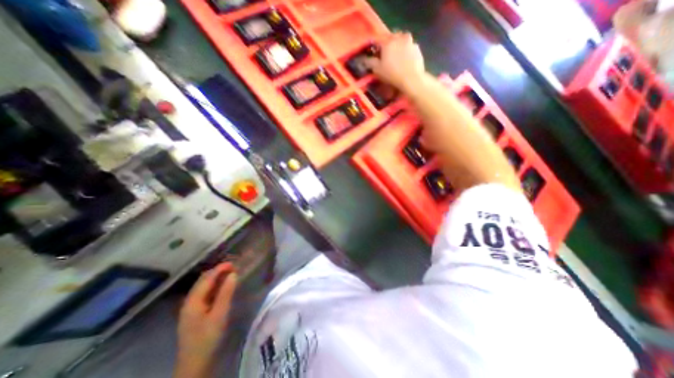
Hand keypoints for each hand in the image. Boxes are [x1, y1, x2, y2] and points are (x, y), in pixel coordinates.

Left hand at [174, 263, 237, 377]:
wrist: (195, 365)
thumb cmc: (208, 339)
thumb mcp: (219, 315)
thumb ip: (226, 293)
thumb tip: (233, 274)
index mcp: (193, 301)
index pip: (206, 278)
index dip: (219, 268)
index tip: (234, 263)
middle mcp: (189, 302)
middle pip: (203, 281)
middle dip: (217, 271)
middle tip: (234, 267)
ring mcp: (191, 308)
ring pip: (203, 287)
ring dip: (216, 278)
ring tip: (230, 274)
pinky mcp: (195, 313)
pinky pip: (205, 293)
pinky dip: (214, 286)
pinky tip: (222, 287)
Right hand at [367, 31, 422, 90]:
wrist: (411, 79)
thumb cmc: (392, 74)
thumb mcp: (377, 70)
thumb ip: (369, 62)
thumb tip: (364, 59)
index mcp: (388, 41)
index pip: (378, 40)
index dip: (375, 47)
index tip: (375, 54)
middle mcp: (399, 37)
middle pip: (391, 38)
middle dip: (388, 45)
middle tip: (386, 56)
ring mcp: (410, 41)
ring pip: (401, 41)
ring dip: (398, 47)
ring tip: (397, 59)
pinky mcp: (417, 48)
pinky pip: (409, 48)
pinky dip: (406, 52)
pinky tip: (405, 62)